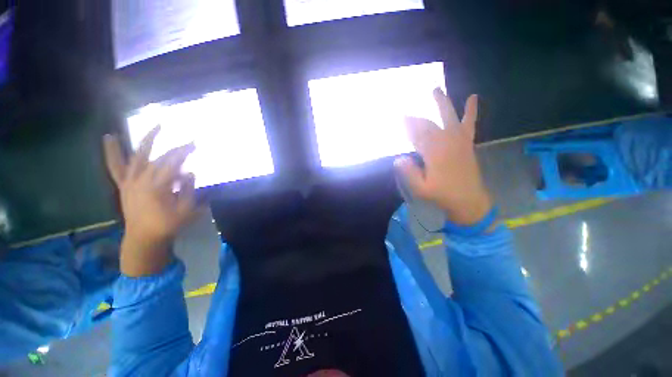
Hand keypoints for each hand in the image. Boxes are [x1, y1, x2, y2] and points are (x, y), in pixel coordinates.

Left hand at [103, 126, 198, 275]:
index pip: (173, 164)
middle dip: (175, 148)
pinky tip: (110, 137)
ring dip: (146, 140)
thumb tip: (190, 172)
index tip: (196, 145)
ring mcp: (130, 182)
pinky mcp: (123, 185)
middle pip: (159, 158)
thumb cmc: (167, 225)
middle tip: (188, 140)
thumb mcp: (186, 210)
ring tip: (157, 127)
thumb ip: (188, 190)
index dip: (184, 153)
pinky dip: (112, 152)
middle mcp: (141, 180)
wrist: (143, 238)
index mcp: (157, 187)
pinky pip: (115, 167)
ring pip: (137, 156)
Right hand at [394, 88, 492, 225]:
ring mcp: (459, 141)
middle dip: (416, 118)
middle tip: (406, 113)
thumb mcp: (420, 189)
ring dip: (441, 103)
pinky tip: (473, 98)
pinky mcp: (467, 143)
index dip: (408, 126)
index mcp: (434, 153)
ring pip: (448, 117)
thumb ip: (409, 173)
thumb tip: (398, 159)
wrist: (468, 201)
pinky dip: (471, 111)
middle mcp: (446, 142)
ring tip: (436, 89)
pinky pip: (469, 124)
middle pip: (429, 125)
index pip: (418, 135)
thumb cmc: (442, 195)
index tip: (400, 118)